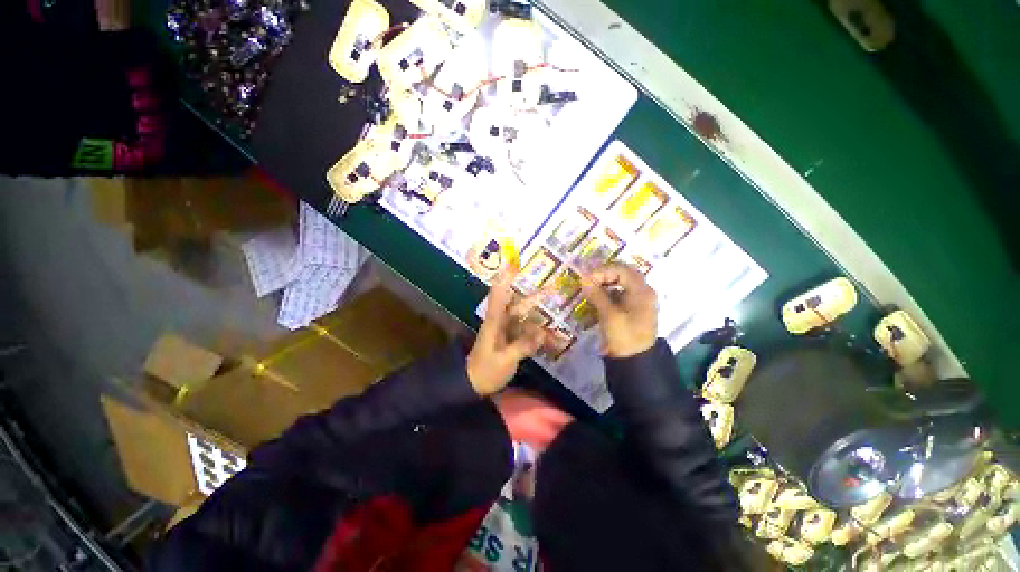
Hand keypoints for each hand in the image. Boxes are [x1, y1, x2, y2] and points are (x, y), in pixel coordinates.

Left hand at [467, 276, 546, 394]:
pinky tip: (550, 342)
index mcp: (494, 323)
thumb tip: (540, 334)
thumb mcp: (504, 360)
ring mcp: (506, 333)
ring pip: (525, 322)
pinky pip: (526, 336)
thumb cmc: (485, 371)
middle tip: (551, 291)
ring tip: (556, 326)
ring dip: (539, 323)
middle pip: (518, 307)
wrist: (473, 385)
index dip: (504, 281)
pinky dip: (537, 338)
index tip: (511, 266)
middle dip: (534, 299)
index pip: (498, 297)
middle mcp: (500, 324)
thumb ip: (522, 346)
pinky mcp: (510, 342)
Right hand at [581, 263, 657, 357]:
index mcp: (642, 291)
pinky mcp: (633, 307)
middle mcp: (643, 291)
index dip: (602, 271)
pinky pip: (620, 292)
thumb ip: (597, 295)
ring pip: (622, 281)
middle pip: (623, 273)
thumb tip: (584, 280)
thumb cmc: (624, 337)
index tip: (587, 279)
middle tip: (588, 280)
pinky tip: (597, 296)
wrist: (635, 361)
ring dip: (606, 281)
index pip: (622, 270)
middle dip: (604, 273)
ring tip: (591, 287)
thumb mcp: (609, 315)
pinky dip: (608, 290)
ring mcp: (639, 299)